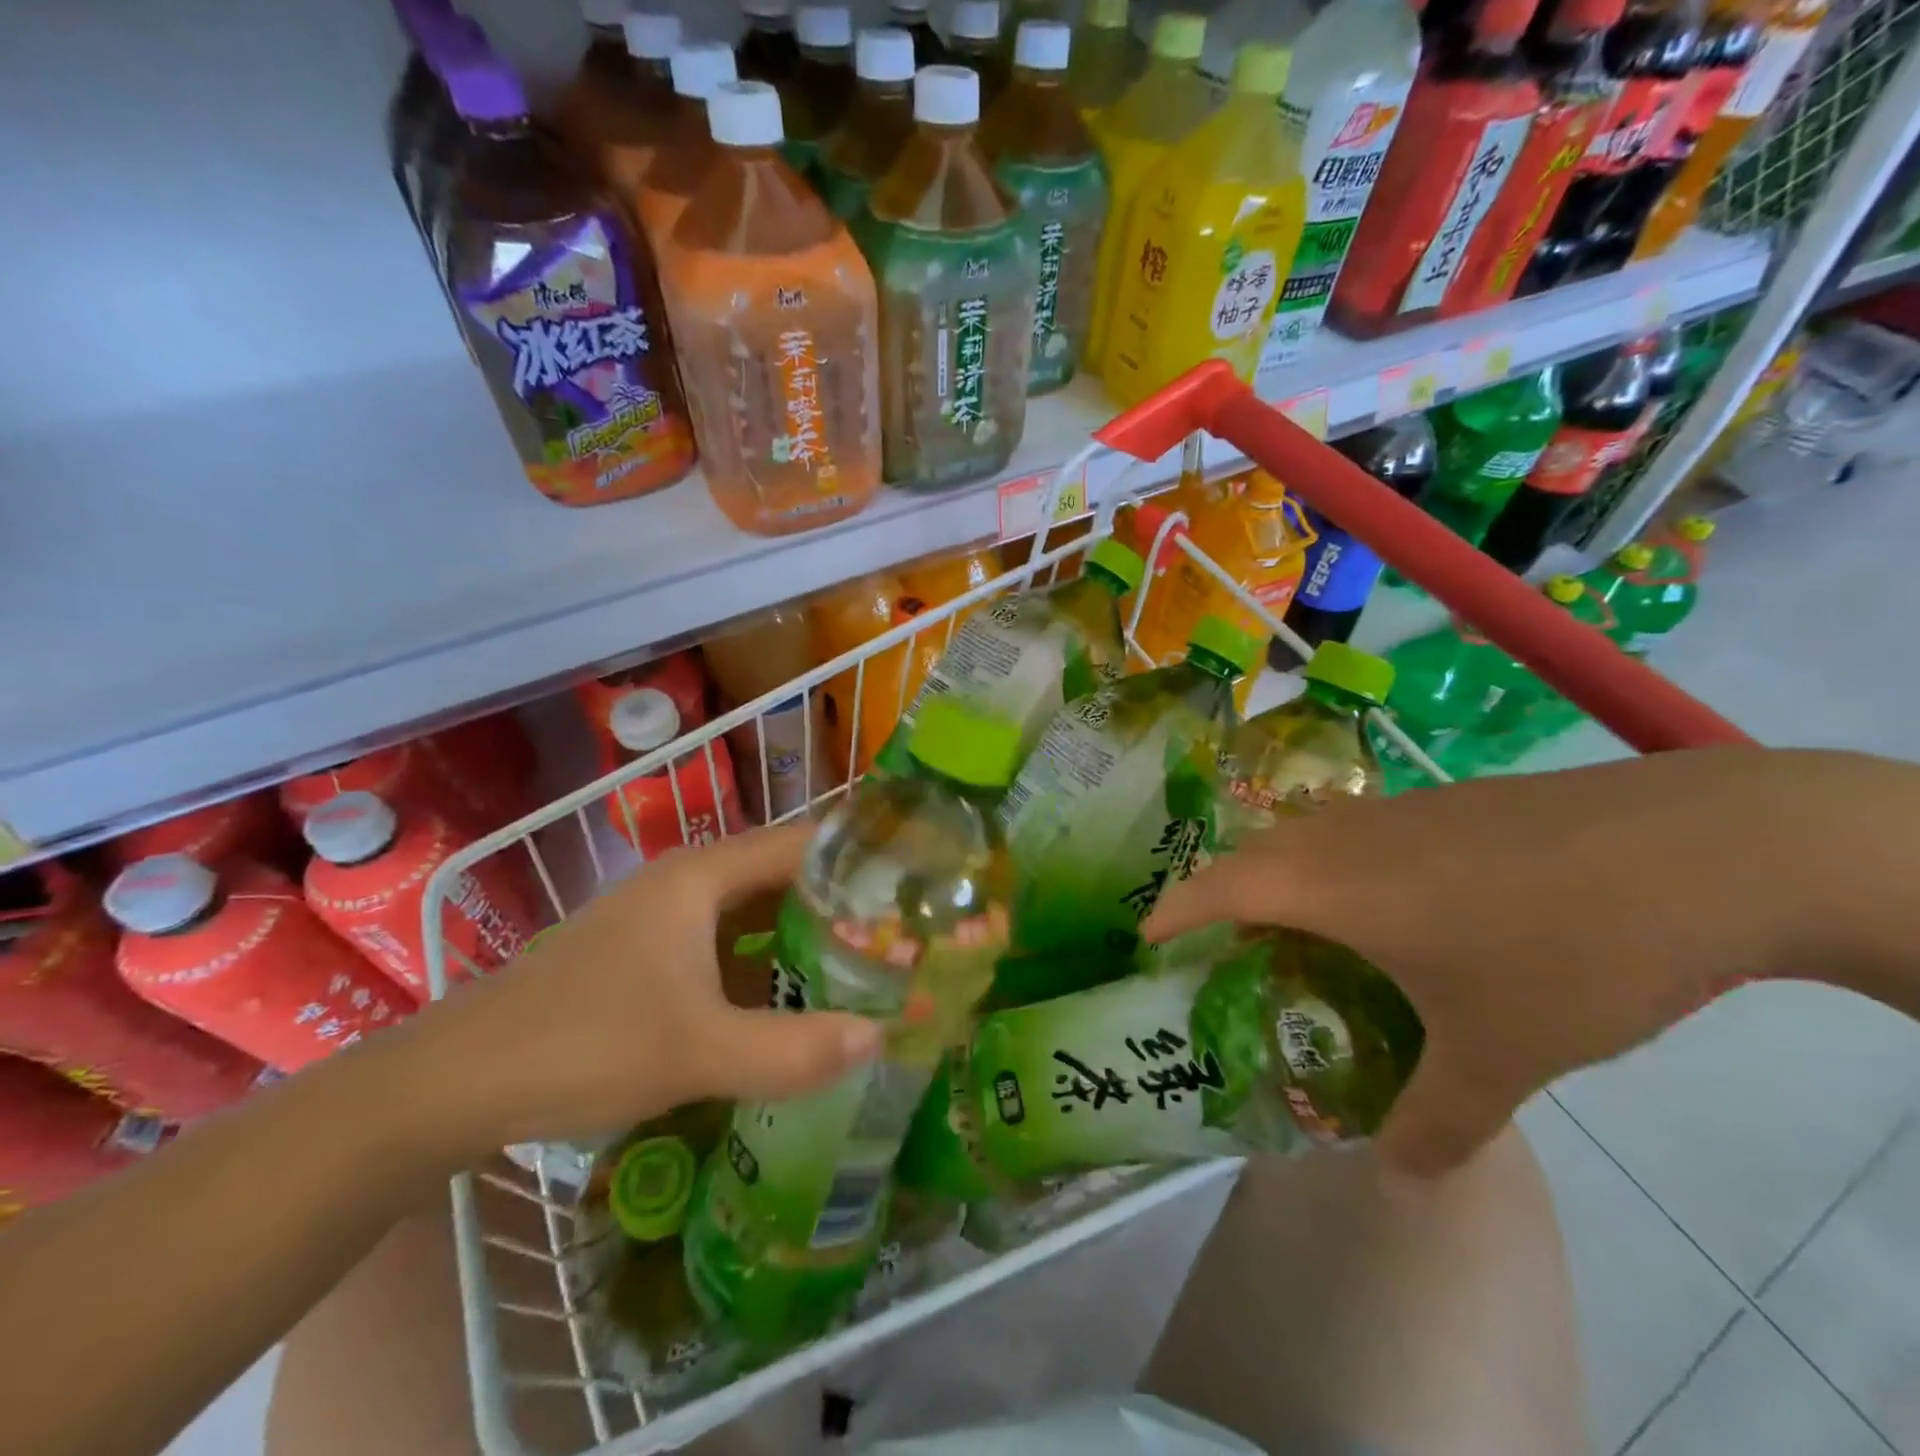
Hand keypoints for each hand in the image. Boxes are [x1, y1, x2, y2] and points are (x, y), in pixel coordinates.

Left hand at [386, 824, 880, 1160]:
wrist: (452, 1082)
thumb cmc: (582, 1044)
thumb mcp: (698, 1053)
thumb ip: (793, 1048)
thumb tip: (881, 1037)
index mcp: (702, 876)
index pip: (804, 844)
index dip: (860, 861)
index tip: (912, 889)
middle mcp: (686, 883)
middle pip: (782, 876)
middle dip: (839, 904)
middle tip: (900, 938)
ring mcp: (661, 918)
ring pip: (751, 913)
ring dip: (801, 935)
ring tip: (861, 966)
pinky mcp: (644, 954)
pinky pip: (723, 943)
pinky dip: (763, 962)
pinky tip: (786, 1000)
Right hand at [1145, 748, 1838, 1177]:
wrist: (1696, 849)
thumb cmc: (1565, 950)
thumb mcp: (1499, 1054)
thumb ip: (1439, 1123)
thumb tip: (1403, 1182)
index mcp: (1330, 885)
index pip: (1218, 887)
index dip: (1173, 910)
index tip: (1144, 937)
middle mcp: (1346, 836)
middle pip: (1254, 855)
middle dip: (1223, 897)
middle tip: (1227, 950)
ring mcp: (1398, 810)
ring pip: (1307, 838)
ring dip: (1284, 877)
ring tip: (1301, 932)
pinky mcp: (1446, 802)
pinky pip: (1357, 833)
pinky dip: (1339, 865)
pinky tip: (1397, 907)